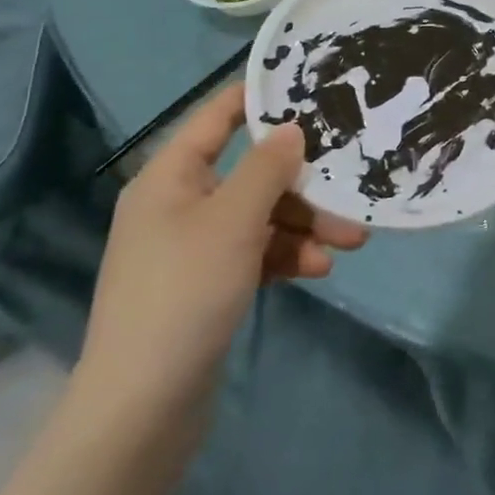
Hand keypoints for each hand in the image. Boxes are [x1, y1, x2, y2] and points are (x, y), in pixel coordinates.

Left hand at [71, 85, 366, 437]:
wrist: (142, 409)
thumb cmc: (185, 293)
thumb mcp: (234, 221)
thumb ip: (268, 168)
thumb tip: (291, 128)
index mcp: (170, 178)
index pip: (216, 118)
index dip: (258, 97)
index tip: (309, 84)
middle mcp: (179, 205)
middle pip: (252, 174)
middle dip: (304, 185)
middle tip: (352, 188)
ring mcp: (194, 248)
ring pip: (261, 217)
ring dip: (305, 226)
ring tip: (349, 243)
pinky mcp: (208, 285)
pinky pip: (256, 253)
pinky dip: (287, 256)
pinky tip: (318, 269)